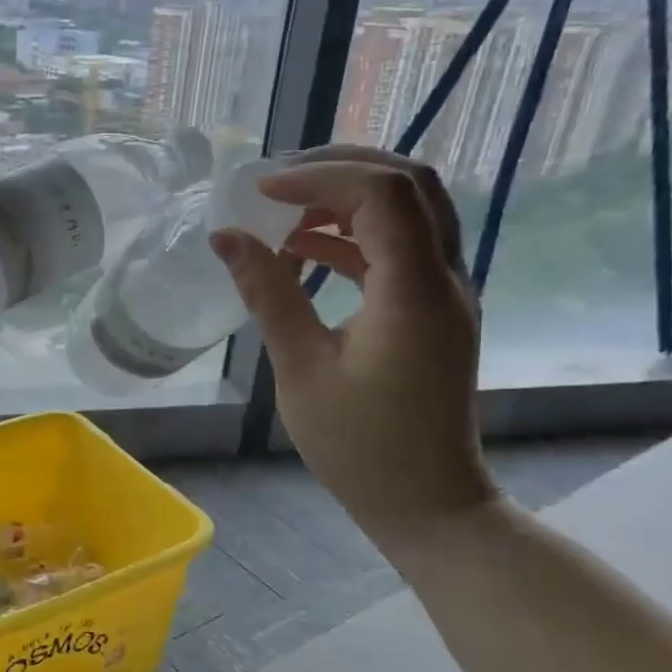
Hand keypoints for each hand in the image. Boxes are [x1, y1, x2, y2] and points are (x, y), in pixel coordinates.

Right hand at [209, 146, 496, 543]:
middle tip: (276, 181)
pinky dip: (354, 235)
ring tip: (283, 211)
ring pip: (409, 210)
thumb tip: (225, 237)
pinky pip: (400, 247)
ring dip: (347, 198)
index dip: (318, 178)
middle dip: (339, 169)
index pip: (382, 194)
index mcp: (414, 291)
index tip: (260, 192)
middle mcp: (444, 278)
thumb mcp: (301, 369)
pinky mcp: (434, 309)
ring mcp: (446, 292)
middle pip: (409, 183)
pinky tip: (303, 250)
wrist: (428, 503)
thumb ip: (267, 294)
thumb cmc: (360, 446)